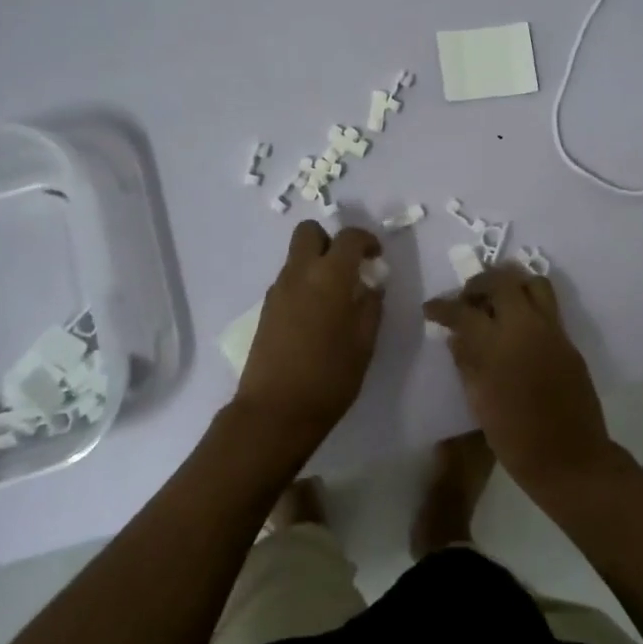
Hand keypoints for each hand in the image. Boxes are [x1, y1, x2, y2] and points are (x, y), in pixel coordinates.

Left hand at [237, 222, 383, 449]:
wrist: (275, 411)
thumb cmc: (329, 377)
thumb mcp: (364, 344)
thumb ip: (370, 307)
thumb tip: (371, 286)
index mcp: (329, 276)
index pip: (348, 237)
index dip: (366, 240)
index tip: (376, 257)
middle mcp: (299, 273)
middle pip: (309, 232)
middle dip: (330, 241)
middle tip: (348, 267)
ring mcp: (278, 290)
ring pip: (296, 257)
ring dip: (316, 264)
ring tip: (335, 298)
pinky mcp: (266, 309)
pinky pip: (288, 281)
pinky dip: (304, 285)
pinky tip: (316, 317)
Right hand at [422, 263, 615, 497]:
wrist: (571, 460)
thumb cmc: (516, 439)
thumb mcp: (479, 402)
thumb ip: (466, 362)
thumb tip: (456, 337)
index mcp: (498, 345)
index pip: (463, 311)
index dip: (443, 307)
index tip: (431, 308)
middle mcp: (527, 328)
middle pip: (502, 281)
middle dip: (479, 283)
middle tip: (467, 298)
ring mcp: (553, 331)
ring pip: (533, 283)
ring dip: (510, 284)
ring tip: (496, 302)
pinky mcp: (569, 342)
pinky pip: (548, 307)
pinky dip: (529, 304)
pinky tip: (517, 326)